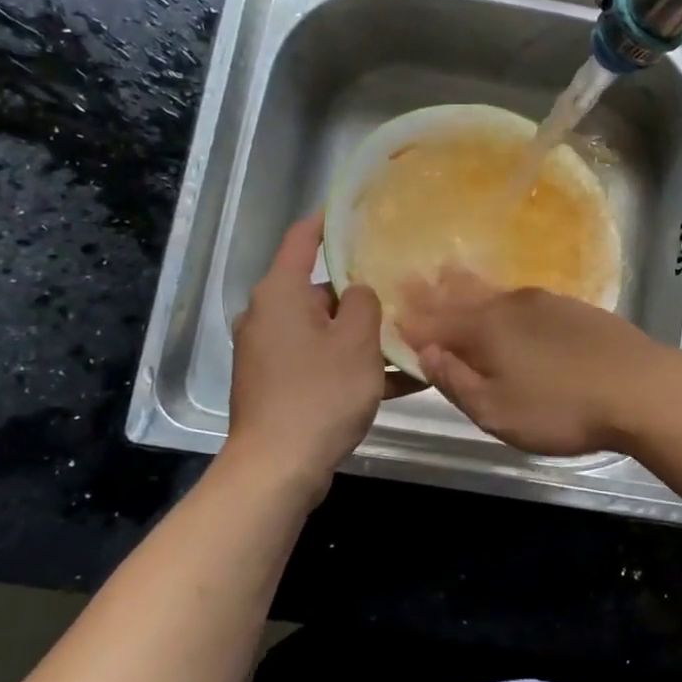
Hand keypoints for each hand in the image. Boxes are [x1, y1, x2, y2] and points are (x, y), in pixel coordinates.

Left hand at [228, 215, 396, 499]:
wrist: (278, 468)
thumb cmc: (320, 393)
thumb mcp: (357, 342)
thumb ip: (366, 304)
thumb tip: (360, 291)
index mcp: (281, 294)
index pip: (303, 239)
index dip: (330, 221)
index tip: (359, 212)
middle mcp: (269, 316)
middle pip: (321, 289)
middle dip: (363, 293)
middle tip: (406, 289)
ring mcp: (272, 353)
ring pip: (326, 330)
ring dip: (365, 335)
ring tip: (412, 337)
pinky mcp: (280, 384)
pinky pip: (322, 362)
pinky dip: (353, 366)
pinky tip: (401, 380)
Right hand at [398, 269, 676, 456]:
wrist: (640, 388)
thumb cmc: (561, 407)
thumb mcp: (497, 411)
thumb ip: (457, 381)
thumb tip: (427, 353)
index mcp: (485, 331)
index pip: (437, 323)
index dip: (413, 321)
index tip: (392, 309)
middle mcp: (510, 307)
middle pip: (464, 298)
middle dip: (436, 292)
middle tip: (414, 278)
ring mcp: (545, 304)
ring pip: (495, 293)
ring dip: (469, 286)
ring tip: (451, 273)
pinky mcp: (574, 310)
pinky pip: (523, 299)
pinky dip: (503, 298)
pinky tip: (508, 300)